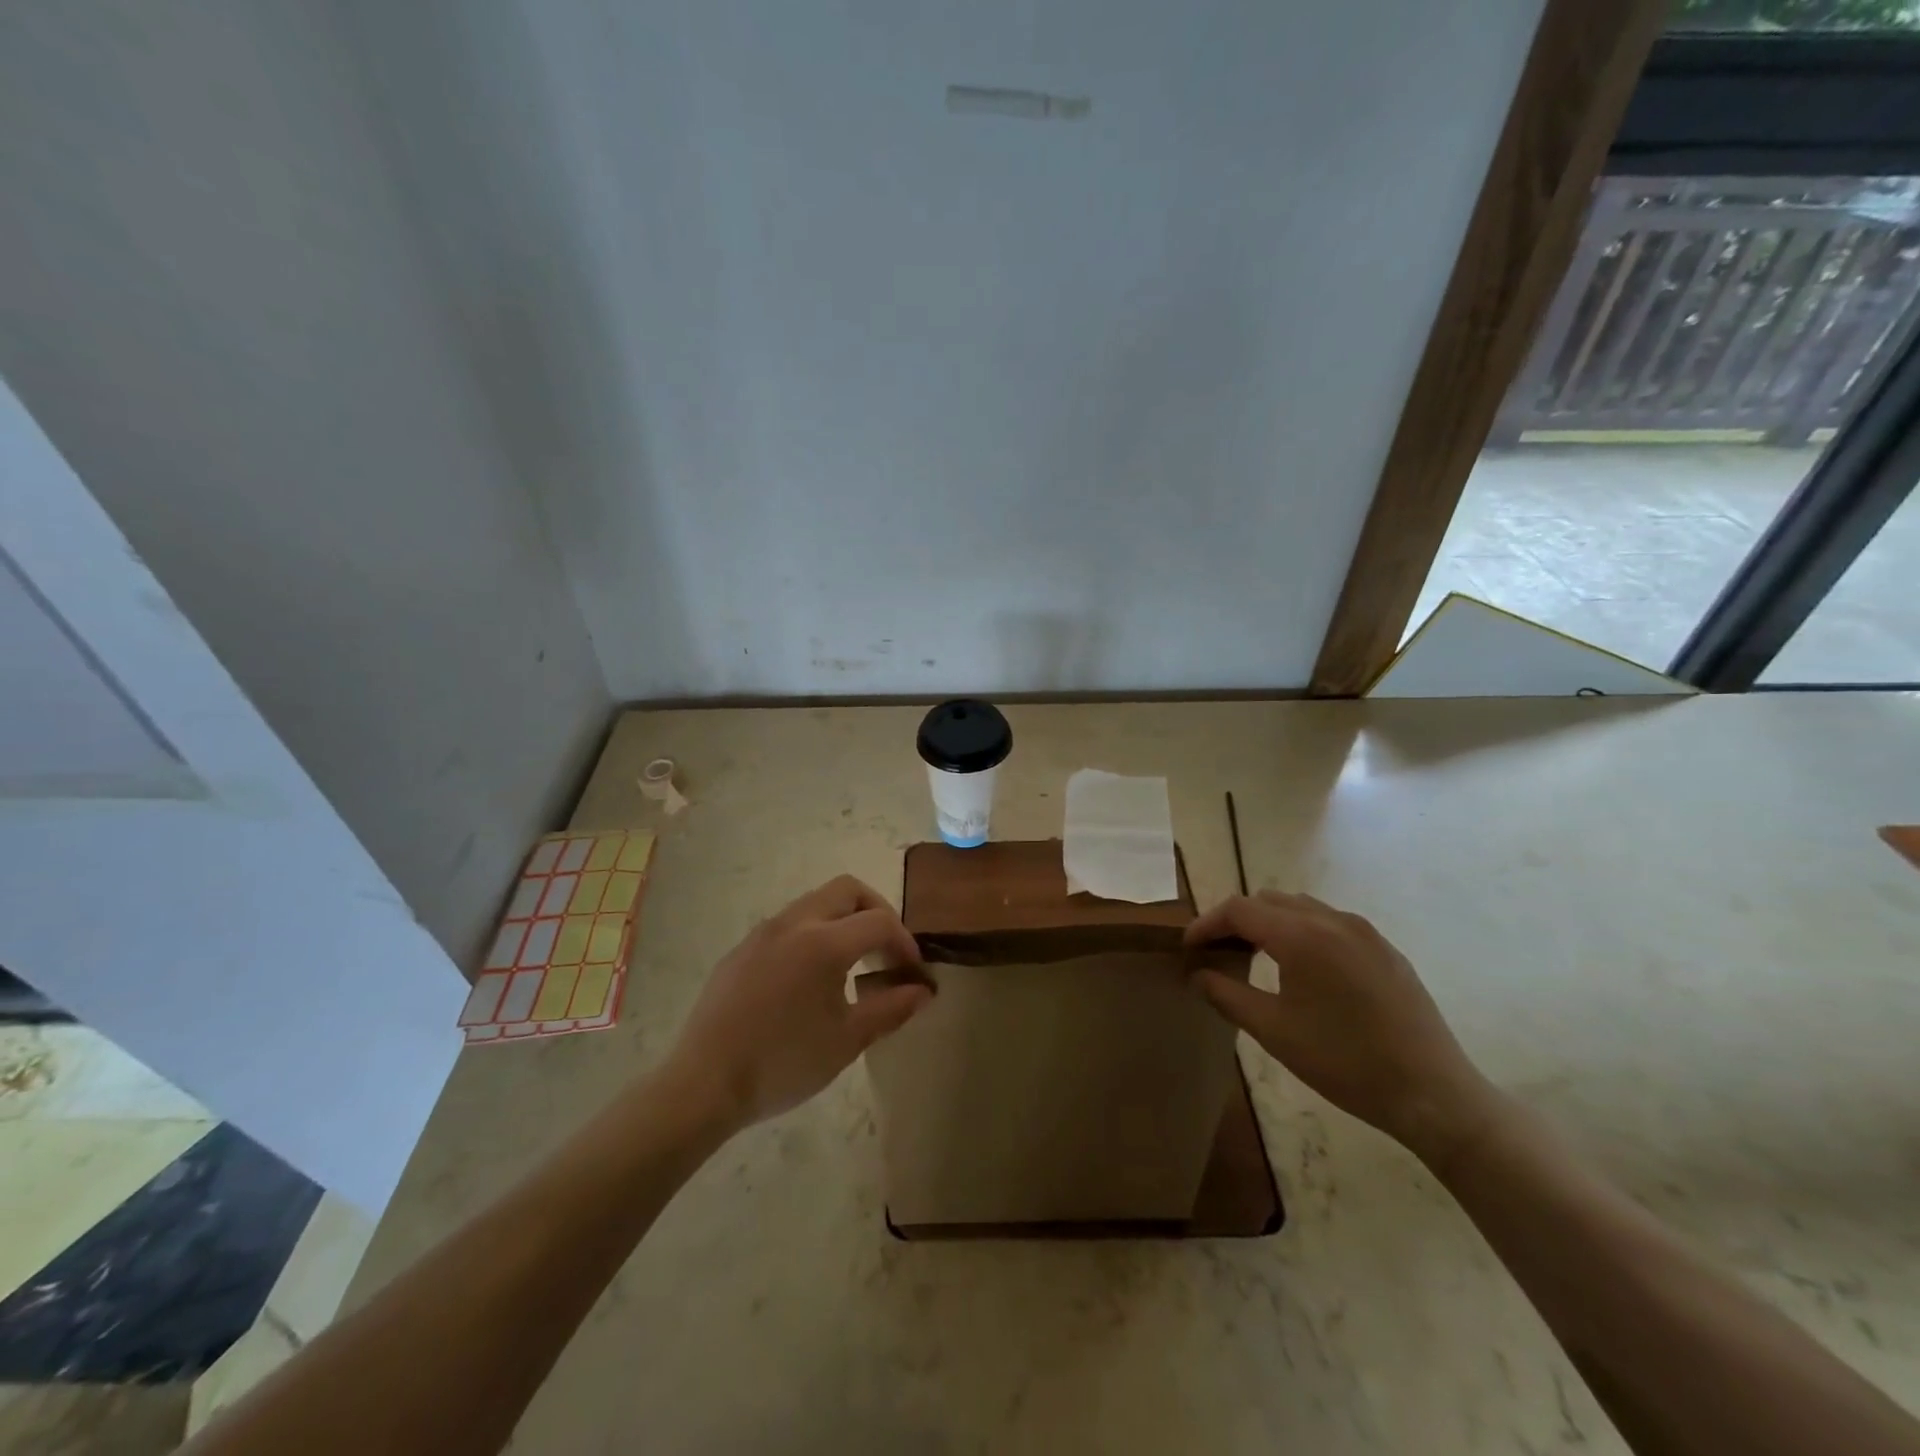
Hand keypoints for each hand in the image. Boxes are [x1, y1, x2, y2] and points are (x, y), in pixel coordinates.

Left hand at [664, 876, 931, 1134]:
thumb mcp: (846, 1041)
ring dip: (843, 920)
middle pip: (847, 889)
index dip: (905, 942)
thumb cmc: (783, 1063)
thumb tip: (922, 991)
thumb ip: (890, 1009)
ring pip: (816, 902)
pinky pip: (789, 923)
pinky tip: (809, 978)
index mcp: (823, 942)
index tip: (912, 972)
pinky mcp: (742, 948)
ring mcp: (763, 932)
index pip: (880, 921)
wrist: (703, 1084)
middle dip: (876, 911)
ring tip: (851, 964)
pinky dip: (813, 933)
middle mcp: (794, 922)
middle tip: (885, 950)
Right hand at [1185, 891, 1496, 1165]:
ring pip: (1301, 907)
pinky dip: (1302, 931)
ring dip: (1269, 922)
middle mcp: (1332, 920)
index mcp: (1302, 936)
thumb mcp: (1274, 1032)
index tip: (1188, 948)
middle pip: (1268, 901)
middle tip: (1217, 952)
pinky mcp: (1385, 949)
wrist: (1433, 1094)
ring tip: (1254, 955)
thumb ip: (1227, 995)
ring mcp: (1364, 932)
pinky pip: (1330, 923)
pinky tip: (1302, 968)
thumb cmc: (1345, 1063)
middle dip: (1236, 919)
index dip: (1207, 924)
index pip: (1239, 910)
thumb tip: (1198, 975)